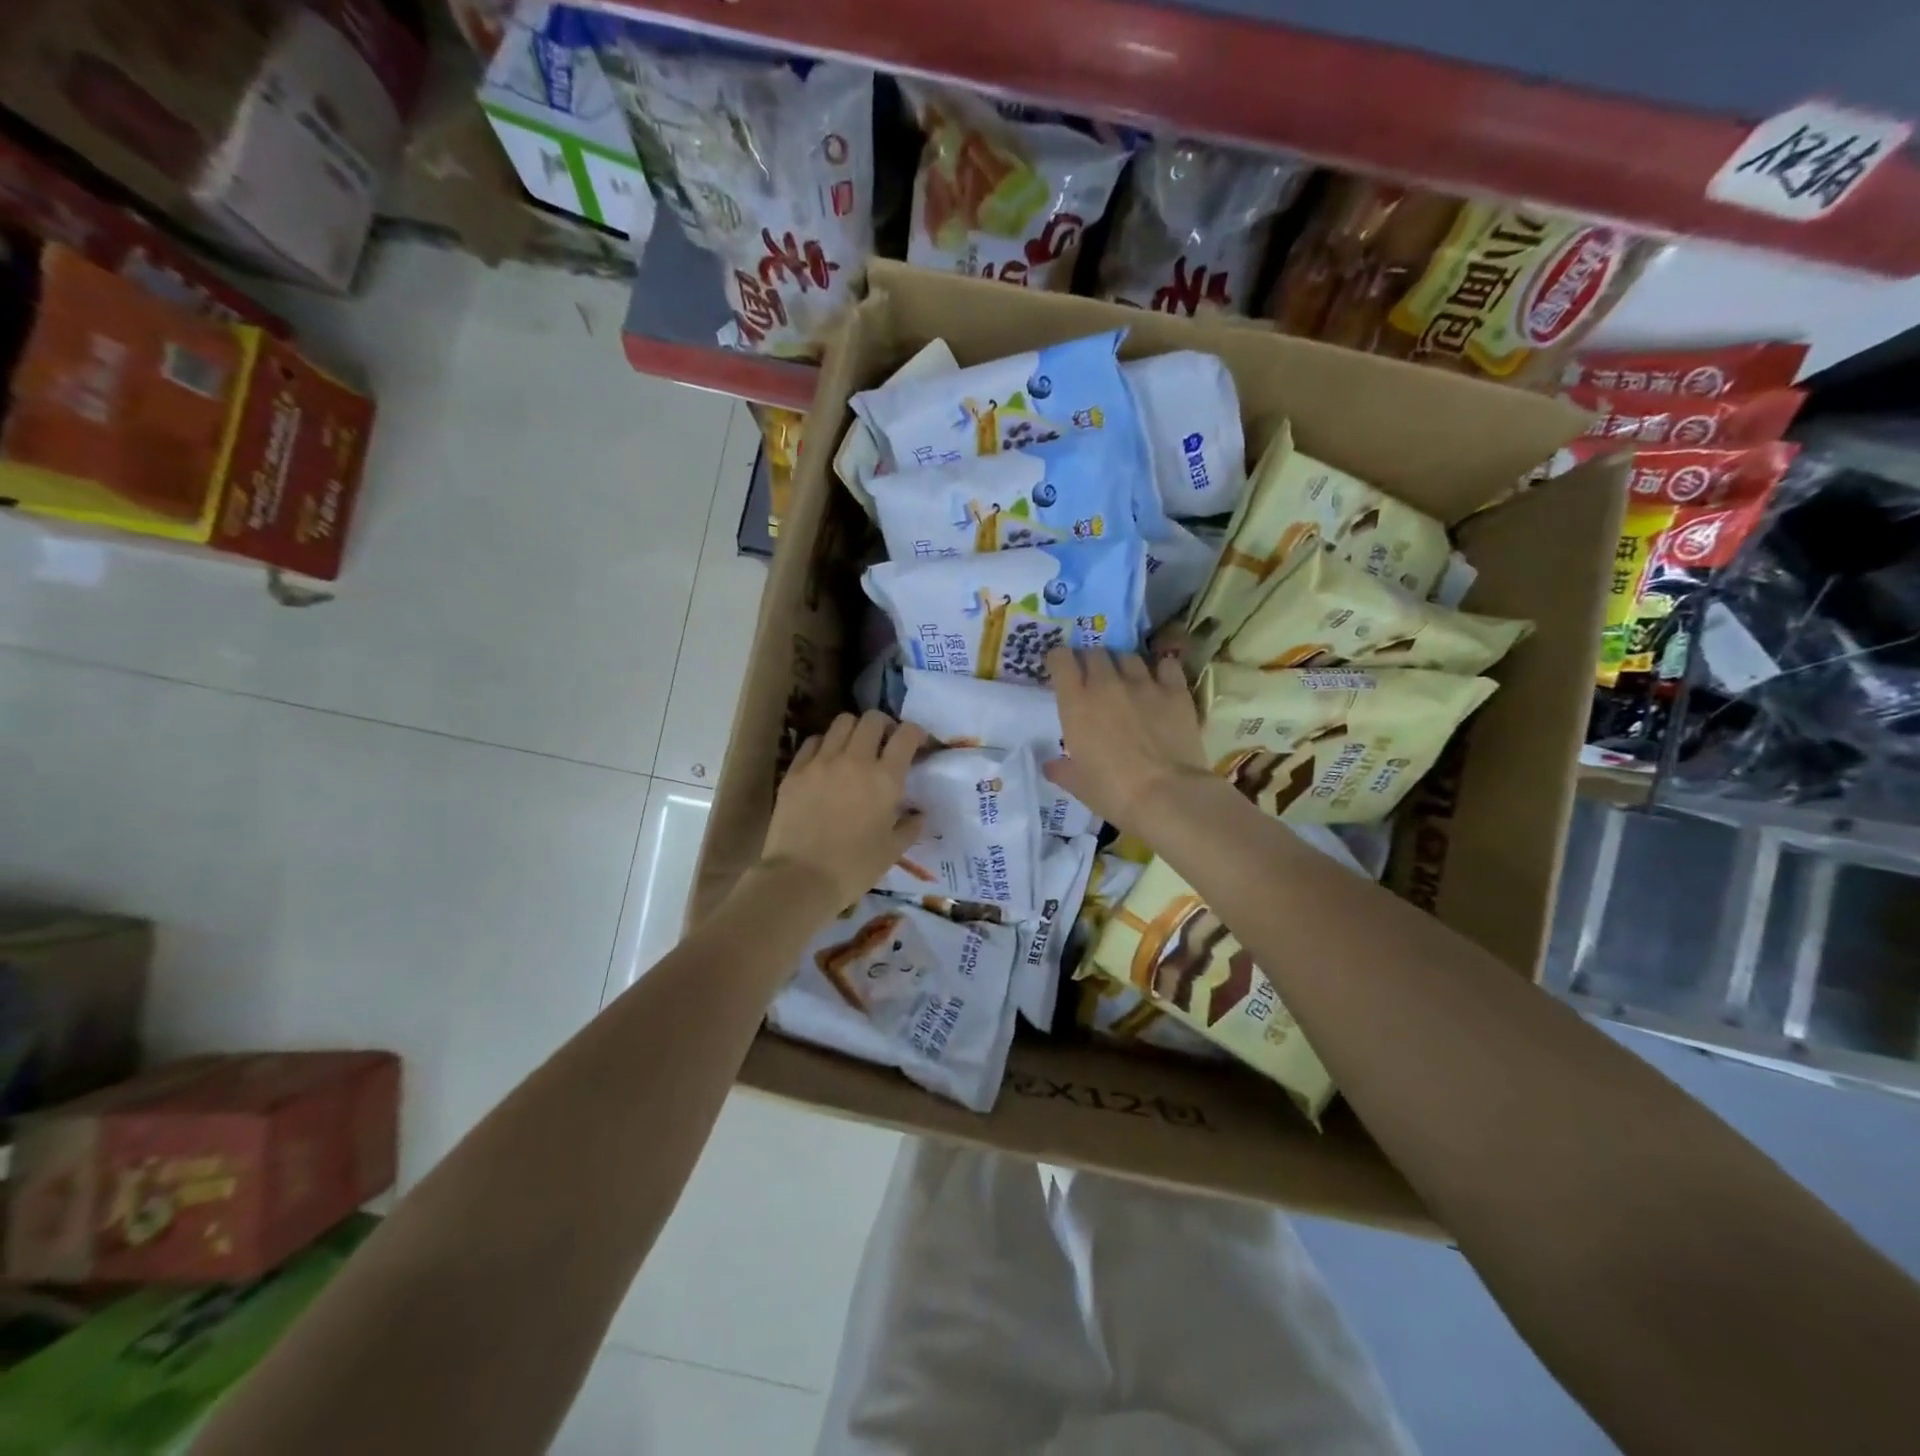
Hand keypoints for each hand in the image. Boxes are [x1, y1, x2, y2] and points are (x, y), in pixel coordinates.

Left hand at [761, 711, 926, 909]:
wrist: (800, 879)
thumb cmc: (854, 868)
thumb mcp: (892, 851)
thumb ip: (910, 827)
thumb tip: (918, 814)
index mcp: (885, 779)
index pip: (906, 734)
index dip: (916, 733)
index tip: (917, 745)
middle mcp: (855, 760)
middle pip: (872, 719)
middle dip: (884, 726)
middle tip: (885, 744)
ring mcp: (821, 762)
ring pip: (842, 722)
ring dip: (854, 730)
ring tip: (855, 749)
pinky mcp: (795, 770)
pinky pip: (814, 741)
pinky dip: (825, 744)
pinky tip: (827, 762)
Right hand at [1044, 648, 1210, 831]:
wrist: (1166, 796)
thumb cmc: (1112, 792)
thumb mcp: (1078, 784)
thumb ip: (1061, 769)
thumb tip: (1050, 766)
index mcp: (1076, 703)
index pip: (1061, 659)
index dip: (1059, 660)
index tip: (1060, 670)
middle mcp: (1106, 684)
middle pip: (1095, 652)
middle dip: (1091, 662)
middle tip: (1093, 679)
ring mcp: (1143, 684)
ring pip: (1129, 656)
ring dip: (1123, 665)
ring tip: (1127, 681)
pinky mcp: (1176, 691)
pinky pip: (1166, 665)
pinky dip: (1161, 670)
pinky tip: (1161, 682)